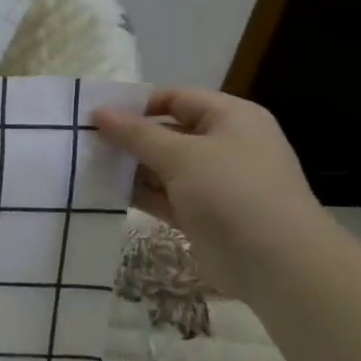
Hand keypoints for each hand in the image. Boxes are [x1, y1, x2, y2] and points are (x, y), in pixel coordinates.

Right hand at [92, 87, 330, 296]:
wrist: (275, 262)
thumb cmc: (232, 192)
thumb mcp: (180, 155)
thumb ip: (136, 134)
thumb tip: (99, 112)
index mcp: (231, 118)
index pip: (176, 98)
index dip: (136, 104)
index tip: (96, 115)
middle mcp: (224, 145)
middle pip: (167, 132)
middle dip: (128, 138)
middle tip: (84, 142)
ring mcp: (213, 182)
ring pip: (162, 167)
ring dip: (129, 167)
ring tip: (87, 167)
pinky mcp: (201, 214)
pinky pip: (163, 196)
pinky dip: (138, 193)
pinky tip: (104, 192)